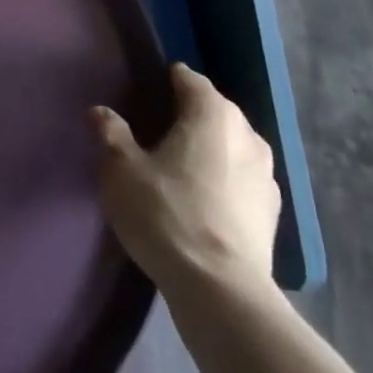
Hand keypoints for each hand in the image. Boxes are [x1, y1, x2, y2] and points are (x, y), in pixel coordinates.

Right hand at [92, 62, 280, 292]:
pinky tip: (204, 203)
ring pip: (231, 146)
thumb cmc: (167, 214)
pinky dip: (224, 182)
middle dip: (188, 116)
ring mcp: (266, 175)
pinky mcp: (273, 214)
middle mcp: (247, 133)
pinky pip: (242, 180)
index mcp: (212, 112)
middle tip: (156, 134)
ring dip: (210, 151)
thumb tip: (100, 111)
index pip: (188, 79)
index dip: (166, 82)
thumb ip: (111, 133)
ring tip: (180, 170)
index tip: (144, 96)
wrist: (221, 293)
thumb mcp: (122, 170)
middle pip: (213, 110)